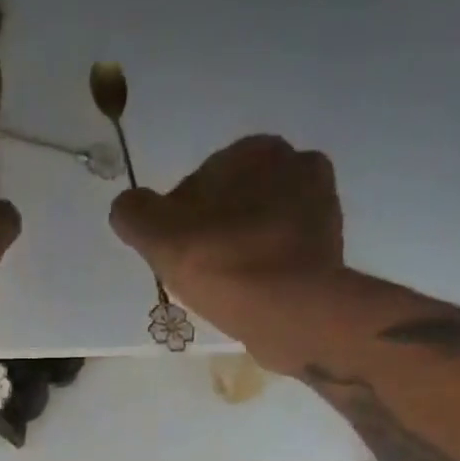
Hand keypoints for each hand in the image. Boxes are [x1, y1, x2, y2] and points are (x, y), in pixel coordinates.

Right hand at [110, 136, 344, 372]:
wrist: (291, 312)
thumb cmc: (223, 263)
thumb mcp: (158, 235)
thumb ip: (134, 213)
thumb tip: (128, 207)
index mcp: (256, 149)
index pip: (199, 181)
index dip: (180, 219)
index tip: (175, 253)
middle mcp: (297, 164)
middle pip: (233, 202)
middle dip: (215, 229)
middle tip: (198, 272)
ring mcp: (321, 208)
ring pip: (259, 227)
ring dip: (241, 249)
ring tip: (224, 287)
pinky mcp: (331, 248)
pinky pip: (283, 254)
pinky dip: (265, 269)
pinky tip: (251, 294)